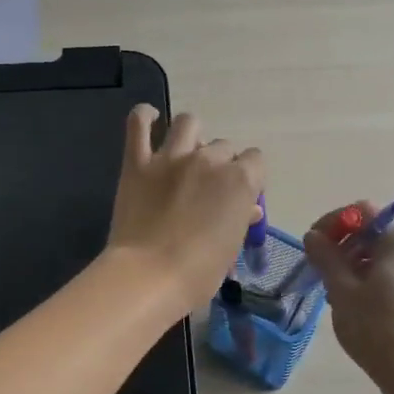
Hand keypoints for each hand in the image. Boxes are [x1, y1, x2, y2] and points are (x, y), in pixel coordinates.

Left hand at [107, 105, 266, 316]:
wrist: (149, 276)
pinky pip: (138, 123)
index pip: (255, 160)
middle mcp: (209, 160)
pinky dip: (144, 117)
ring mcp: (171, 157)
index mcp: (240, 180)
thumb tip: (249, 208)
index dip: (249, 176)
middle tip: (208, 187)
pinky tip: (149, 120)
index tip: (239, 194)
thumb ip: (240, 220)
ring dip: (191, 135)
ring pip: (188, 123)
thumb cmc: (198, 273)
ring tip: (185, 152)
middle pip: (223, 146)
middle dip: (220, 163)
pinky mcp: (137, 162)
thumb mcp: (231, 248)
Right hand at [304, 203, 393, 385]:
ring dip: (355, 264)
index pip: (363, 212)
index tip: (313, 243)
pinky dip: (371, 281)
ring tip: (334, 291)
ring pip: (384, 258)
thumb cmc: (375, 326)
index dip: (334, 222)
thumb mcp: (341, 289)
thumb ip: (326, 257)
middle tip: (320, 268)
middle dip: (343, 245)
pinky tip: (355, 306)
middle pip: (374, 234)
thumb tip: (313, 236)